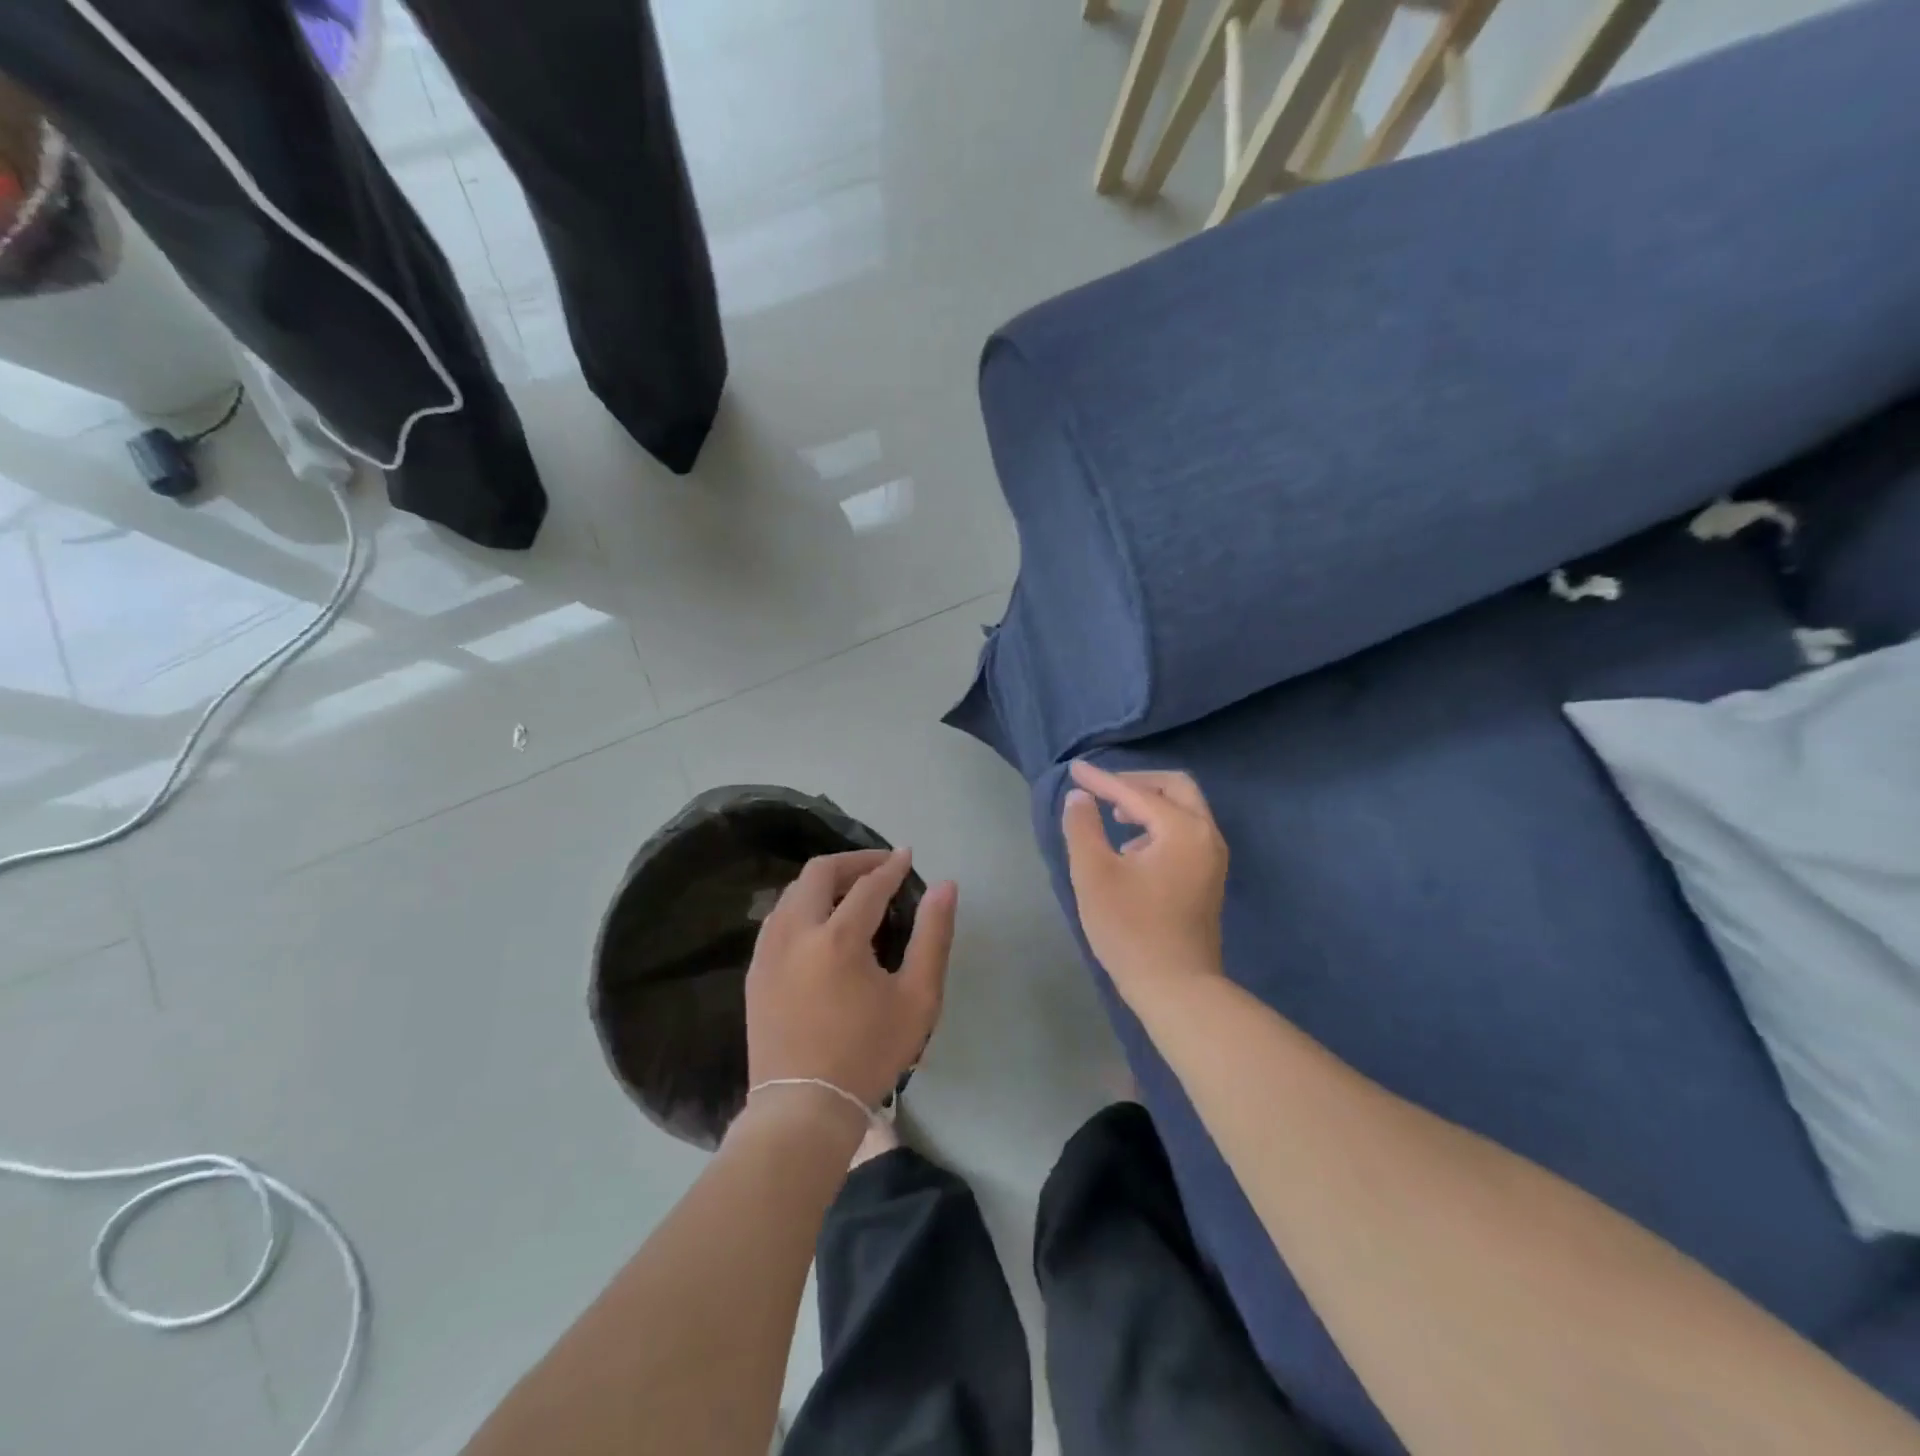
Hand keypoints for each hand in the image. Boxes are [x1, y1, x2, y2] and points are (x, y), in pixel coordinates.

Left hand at [746, 849, 957, 1111]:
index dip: (891, 867)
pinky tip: (820, 922)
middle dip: (853, 861)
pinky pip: (777, 918)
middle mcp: (796, 932)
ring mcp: (768, 950)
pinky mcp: (755, 970)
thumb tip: (945, 886)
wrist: (803, 1108)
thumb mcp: (918, 998)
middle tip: (879, 867)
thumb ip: (933, 935)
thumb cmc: (869, 1053)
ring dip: (824, 881)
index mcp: (838, 937)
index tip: (907, 856)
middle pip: (819, 872)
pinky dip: (802, 905)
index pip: (869, 885)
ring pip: (792, 892)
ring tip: (851, 891)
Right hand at [1061, 762, 1228, 1007]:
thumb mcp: (1094, 874)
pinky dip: (1158, 825)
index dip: (1101, 780)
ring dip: (1148, 803)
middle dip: (1135, 783)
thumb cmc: (1131, 929)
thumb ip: (1083, 827)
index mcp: (1182, 829)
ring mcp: (1212, 858)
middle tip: (1102, 789)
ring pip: (1183, 810)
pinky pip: (1185, 832)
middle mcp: (1206, 835)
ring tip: (1113, 814)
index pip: (1136, 792)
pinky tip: (1131, 846)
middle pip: (1174, 787)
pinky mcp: (1208, 877)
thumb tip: (1080, 797)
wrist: (1176, 988)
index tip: (1073, 770)